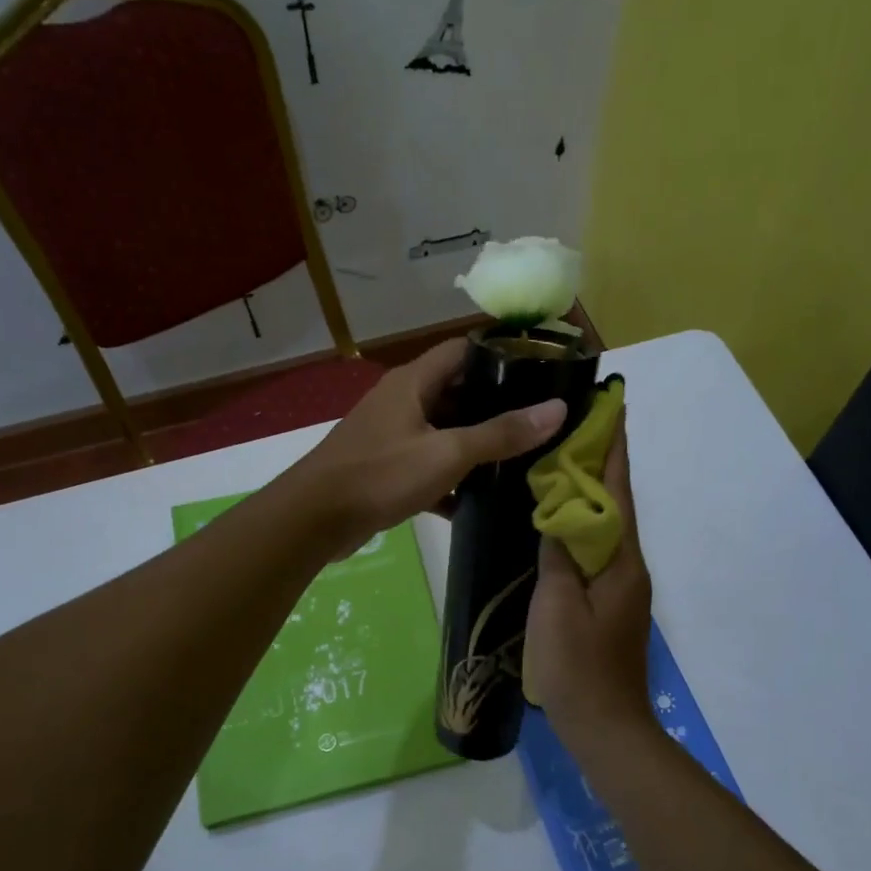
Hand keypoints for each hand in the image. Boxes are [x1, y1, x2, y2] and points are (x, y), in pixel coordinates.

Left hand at [289, 339, 566, 555]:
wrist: (314, 520)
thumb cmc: (381, 474)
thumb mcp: (447, 453)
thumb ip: (501, 433)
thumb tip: (557, 409)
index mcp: (413, 382)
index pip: (463, 350)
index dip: (500, 354)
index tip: (539, 369)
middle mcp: (401, 400)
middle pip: (456, 391)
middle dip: (495, 404)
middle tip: (537, 419)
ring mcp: (390, 435)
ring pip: (442, 431)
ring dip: (474, 444)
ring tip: (519, 457)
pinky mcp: (384, 468)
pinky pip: (426, 464)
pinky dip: (449, 478)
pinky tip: (477, 499)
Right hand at [525, 415, 657, 750]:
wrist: (606, 728)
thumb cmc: (579, 666)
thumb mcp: (557, 605)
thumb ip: (558, 555)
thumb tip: (559, 511)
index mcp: (621, 561)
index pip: (619, 490)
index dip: (614, 447)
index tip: (611, 406)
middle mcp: (629, 566)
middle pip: (616, 503)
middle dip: (601, 462)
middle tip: (574, 426)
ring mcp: (621, 587)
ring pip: (606, 526)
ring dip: (590, 492)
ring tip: (561, 462)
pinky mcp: (609, 604)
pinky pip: (596, 550)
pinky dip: (581, 525)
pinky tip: (558, 522)